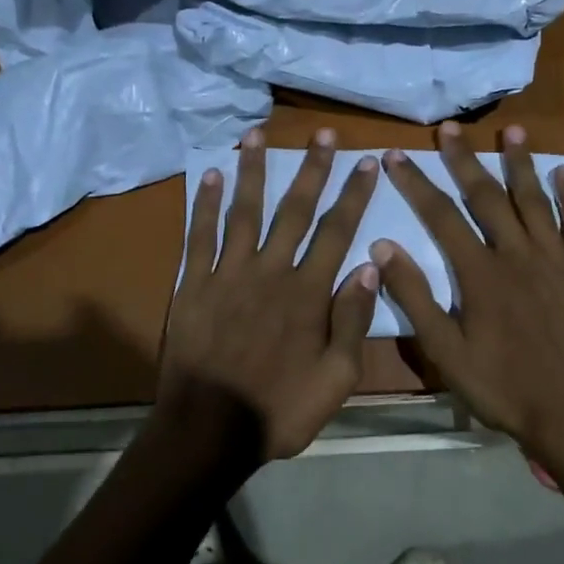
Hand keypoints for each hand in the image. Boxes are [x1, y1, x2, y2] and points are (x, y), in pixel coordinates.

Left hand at [159, 127, 379, 461]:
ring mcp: (228, 274)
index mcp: (307, 294)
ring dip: (253, 171)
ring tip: (258, 134)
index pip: (337, 232)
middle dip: (311, 169)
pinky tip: (211, 175)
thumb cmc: (279, 409)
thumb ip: (353, 321)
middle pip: (294, 210)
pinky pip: (200, 236)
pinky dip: (206, 204)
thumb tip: (369, 268)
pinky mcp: (194, 285)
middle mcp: (270, 272)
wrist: (209, 430)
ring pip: (244, 211)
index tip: (366, 162)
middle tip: (322, 133)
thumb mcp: (336, 379)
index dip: (353, 194)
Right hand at [370, 122, 563, 473]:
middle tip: (450, 128)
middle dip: (465, 160)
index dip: (415, 183)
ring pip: (537, 202)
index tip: (395, 155)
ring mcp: (561, 262)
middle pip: (488, 197)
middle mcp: (520, 255)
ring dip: (522, 164)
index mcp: (481, 273)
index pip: (441, 216)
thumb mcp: (446, 352)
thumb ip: (415, 297)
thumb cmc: (503, 387)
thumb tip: (383, 247)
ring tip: (512, 131)